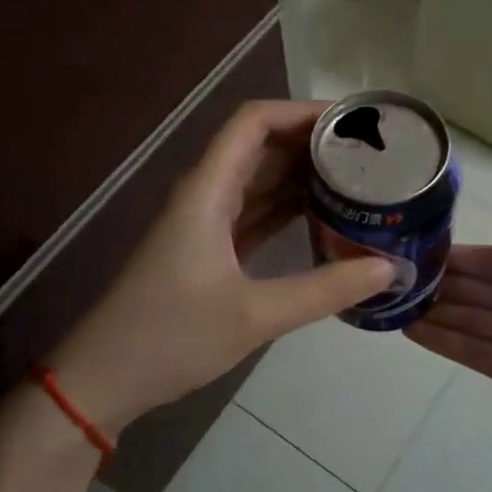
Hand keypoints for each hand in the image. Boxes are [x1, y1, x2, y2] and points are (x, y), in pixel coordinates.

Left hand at [48, 101, 393, 431]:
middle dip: (312, 143)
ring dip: (302, 176)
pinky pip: (252, 213)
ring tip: (358, 180)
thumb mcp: (254, 316)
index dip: (302, 111)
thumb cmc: (170, 338)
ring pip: (258, 181)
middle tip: (371, 154)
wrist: (102, 380)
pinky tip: (324, 217)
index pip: (254, 122)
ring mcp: (203, 223)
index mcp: (207, 191)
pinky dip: (286, 209)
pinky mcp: (206, 250)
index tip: (353, 123)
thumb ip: (325, 290)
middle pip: (260, 146)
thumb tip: (388, 269)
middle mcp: (204, 194)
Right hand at [405, 234, 491, 491]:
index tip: (422, 250)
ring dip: (438, 312)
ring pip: (476, 320)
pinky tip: (413, 331)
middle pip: (485, 289)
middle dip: (445, 283)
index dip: (466, 256)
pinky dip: (448, 342)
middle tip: (394, 278)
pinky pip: (480, 354)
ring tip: (393, 304)